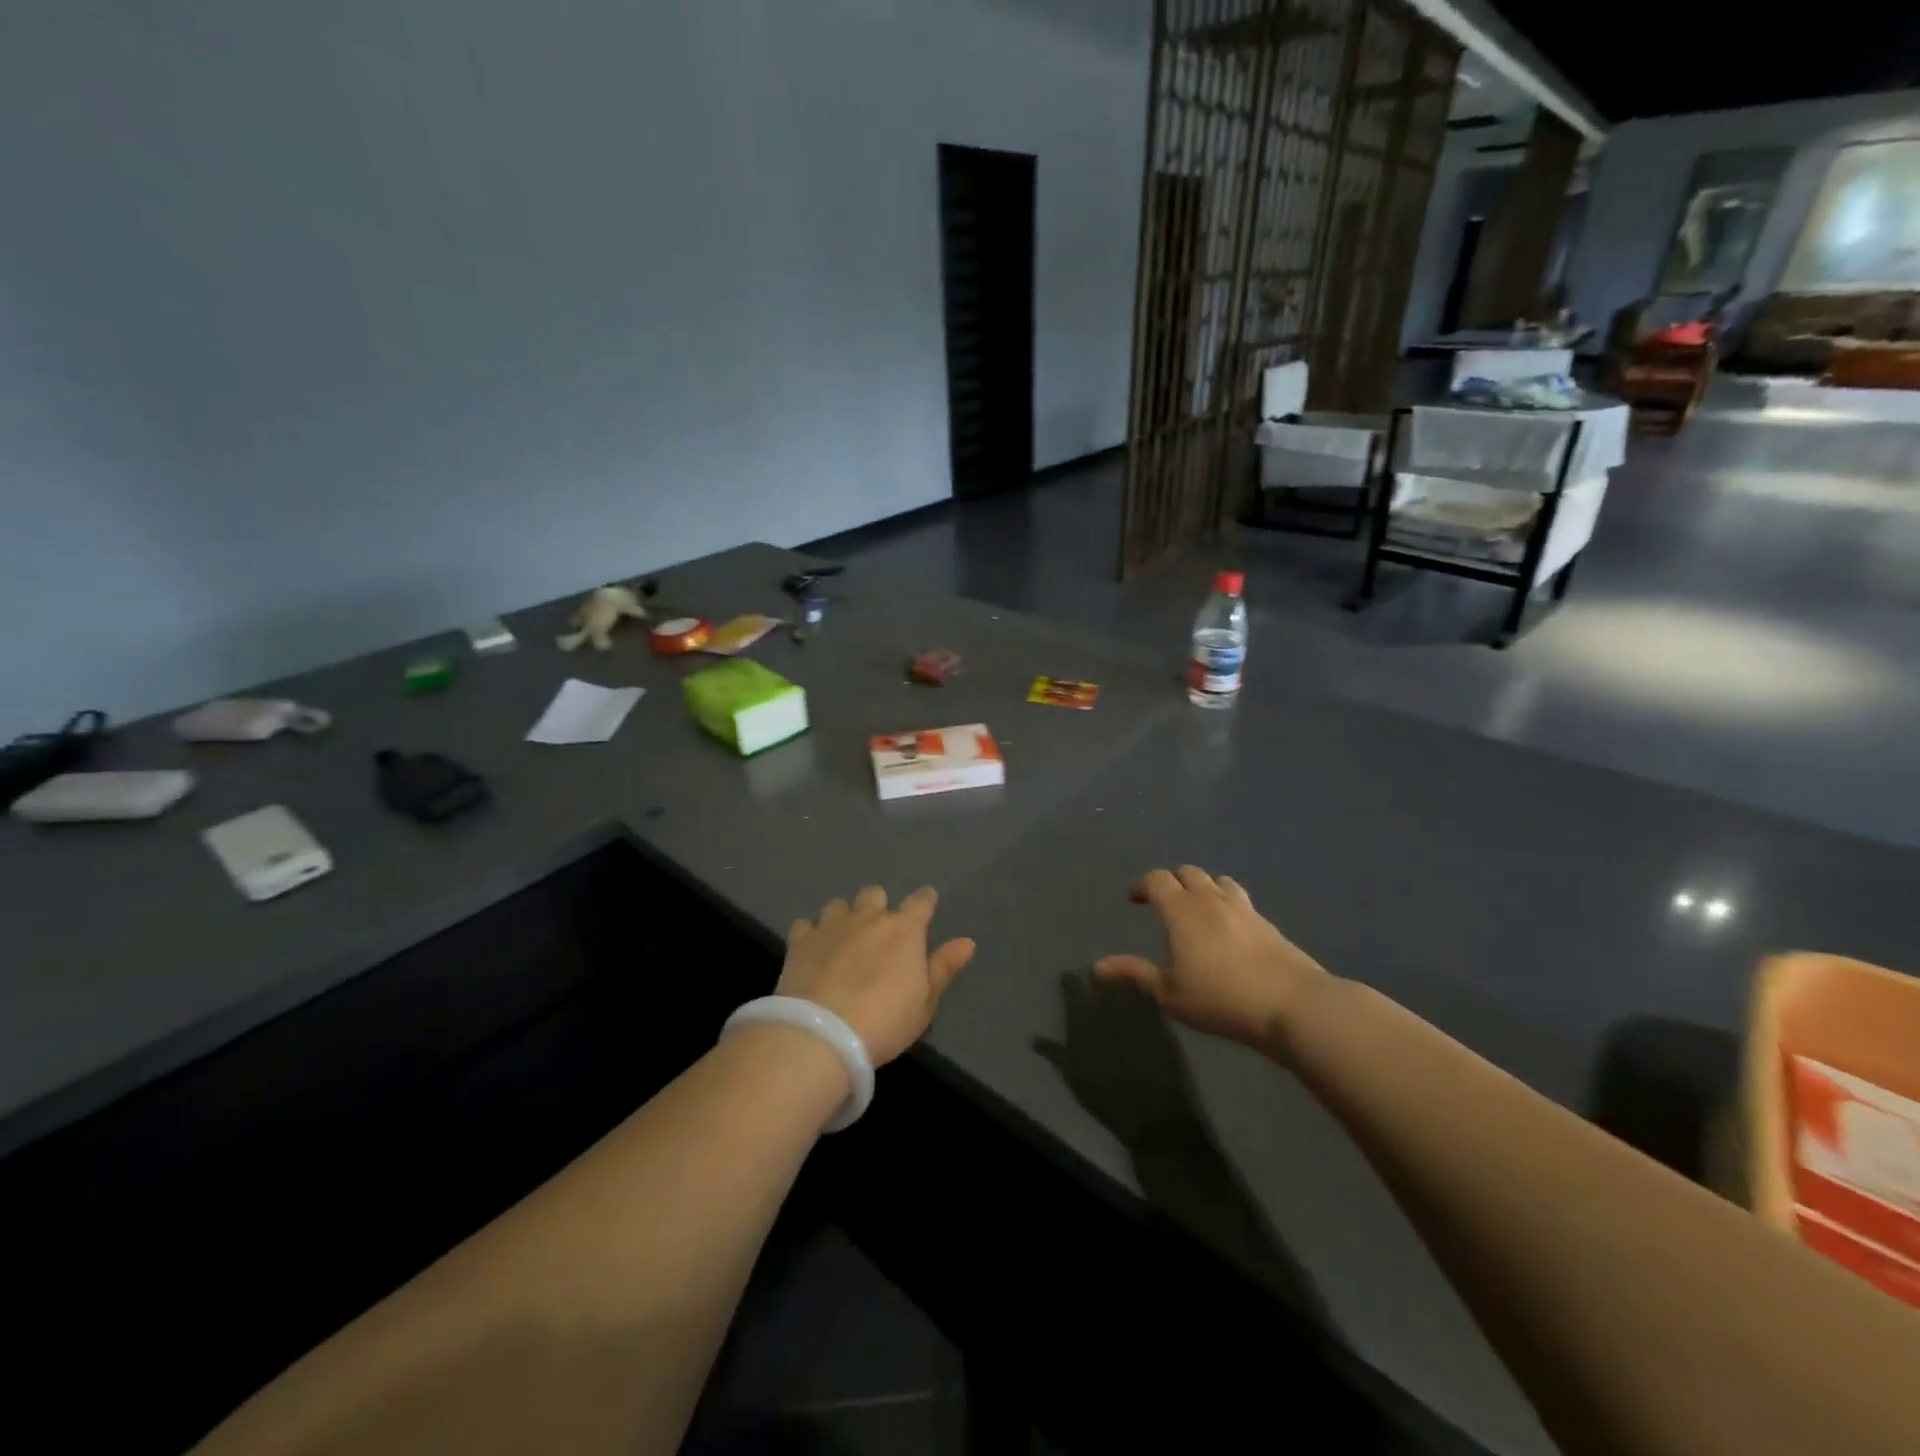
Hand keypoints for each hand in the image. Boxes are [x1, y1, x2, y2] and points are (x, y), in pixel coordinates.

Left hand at [779, 886, 975, 1065]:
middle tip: (878, 933)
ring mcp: (831, 926)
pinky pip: (805, 924)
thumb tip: (967, 942)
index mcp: (904, 930)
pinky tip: (812, 951)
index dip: (925, 901)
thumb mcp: (924, 1003)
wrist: (821, 1035)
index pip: (921, 901)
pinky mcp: (800, 941)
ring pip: (838, 904)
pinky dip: (811, 934)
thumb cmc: (884, 1021)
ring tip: (843, 940)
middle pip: (875, 893)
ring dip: (844, 917)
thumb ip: (943, 968)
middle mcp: (868, 917)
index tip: (927, 905)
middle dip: (878, 907)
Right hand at [1094, 866, 1329, 1051]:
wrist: (1291, 1003)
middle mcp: (1210, 899)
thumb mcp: (1169, 993)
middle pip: (1188, 873)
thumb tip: (1096, 967)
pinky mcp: (1267, 923)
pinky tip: (1230, 928)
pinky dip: (1228, 904)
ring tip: (1199, 910)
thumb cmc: (1220, 998)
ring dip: (1203, 888)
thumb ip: (1134, 974)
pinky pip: (1241, 900)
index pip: (1157, 879)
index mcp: (1181, 909)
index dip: (1143, 885)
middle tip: (1165, 903)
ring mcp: (1243, 908)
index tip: (1135, 900)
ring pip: (1219, 881)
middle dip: (1173, 882)